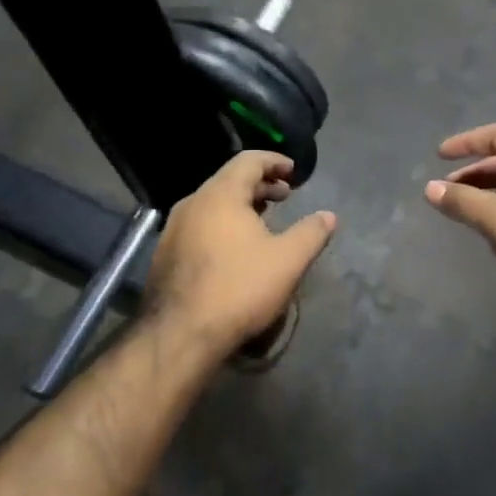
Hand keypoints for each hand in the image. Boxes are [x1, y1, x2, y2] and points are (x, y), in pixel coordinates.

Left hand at [144, 151, 335, 352]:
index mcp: (220, 195)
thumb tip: (329, 216)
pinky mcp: (165, 254)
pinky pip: (199, 225)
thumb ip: (312, 233)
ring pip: (212, 204)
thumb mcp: (288, 260)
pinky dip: (222, 224)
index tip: (293, 171)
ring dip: (241, 206)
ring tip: (263, 221)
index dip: (274, 161)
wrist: (180, 334)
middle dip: (260, 185)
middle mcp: (192, 203)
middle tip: (285, 196)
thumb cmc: (239, 288)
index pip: (248, 161)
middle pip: (229, 180)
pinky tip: (235, 249)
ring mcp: (173, 229)